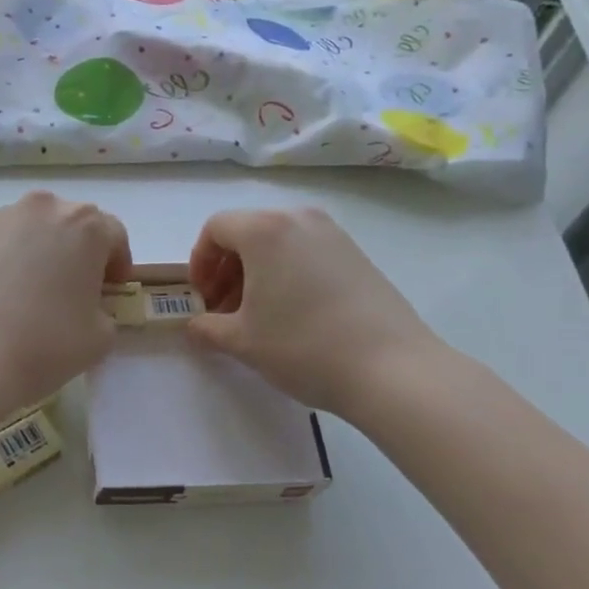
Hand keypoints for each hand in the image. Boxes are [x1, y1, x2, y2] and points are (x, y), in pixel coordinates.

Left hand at [0, 192, 131, 414]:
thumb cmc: (45, 343)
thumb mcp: (101, 337)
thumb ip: (104, 311)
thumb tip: (87, 307)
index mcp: (85, 226)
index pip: (114, 234)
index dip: (118, 262)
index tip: (111, 289)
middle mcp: (45, 208)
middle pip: (73, 223)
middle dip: (80, 250)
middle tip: (76, 287)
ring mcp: (2, 218)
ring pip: (35, 227)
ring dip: (43, 249)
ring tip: (36, 289)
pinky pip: (3, 240)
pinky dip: (11, 257)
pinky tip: (4, 292)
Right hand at [186, 207, 438, 414]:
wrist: (393, 369)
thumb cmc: (304, 346)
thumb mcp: (242, 342)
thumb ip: (207, 328)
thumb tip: (195, 326)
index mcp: (265, 230)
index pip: (216, 228)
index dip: (199, 261)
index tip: (201, 297)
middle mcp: (300, 219)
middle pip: (248, 231)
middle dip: (227, 268)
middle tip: (223, 309)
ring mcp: (334, 235)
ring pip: (279, 242)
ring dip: (257, 272)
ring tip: (257, 315)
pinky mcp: (358, 255)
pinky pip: (307, 252)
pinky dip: (287, 273)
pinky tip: (293, 315)